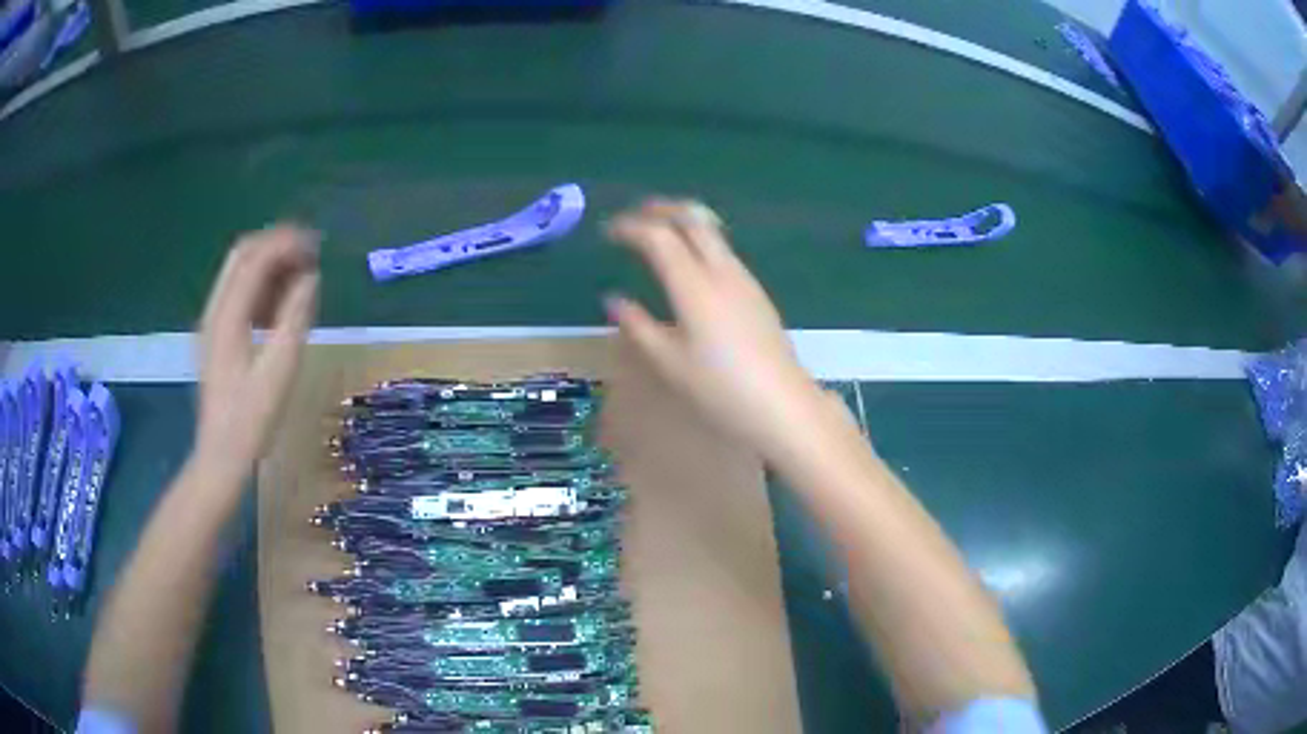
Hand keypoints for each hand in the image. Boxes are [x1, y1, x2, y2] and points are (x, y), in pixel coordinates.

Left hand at [195, 224, 319, 475]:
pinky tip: (282, 304)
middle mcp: (215, 309)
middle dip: (276, 245)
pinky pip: (239, 293)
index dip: (286, 243)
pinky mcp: (217, 335)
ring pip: (240, 271)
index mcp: (227, 315)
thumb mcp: (280, 371)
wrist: (221, 455)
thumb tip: (311, 278)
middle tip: (310, 253)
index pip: (255, 257)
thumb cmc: (251, 419)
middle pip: (243, 254)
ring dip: (270, 264)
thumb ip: (295, 318)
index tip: (317, 245)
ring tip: (302, 276)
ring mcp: (213, 321)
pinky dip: (262, 286)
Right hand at [606, 199, 825, 455]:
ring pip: (712, 232)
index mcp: (694, 285)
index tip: (608, 232)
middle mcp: (722, 271)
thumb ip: (638, 326)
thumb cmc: (721, 388)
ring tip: (657, 234)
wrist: (783, 405)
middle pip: (692, 218)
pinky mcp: (757, 293)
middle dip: (660, 209)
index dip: (630, 227)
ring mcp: (744, 279)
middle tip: (634, 216)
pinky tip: (689, 265)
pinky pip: (723, 251)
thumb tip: (614, 300)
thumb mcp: (669, 363)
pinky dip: (699, 242)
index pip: (658, 236)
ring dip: (682, 222)